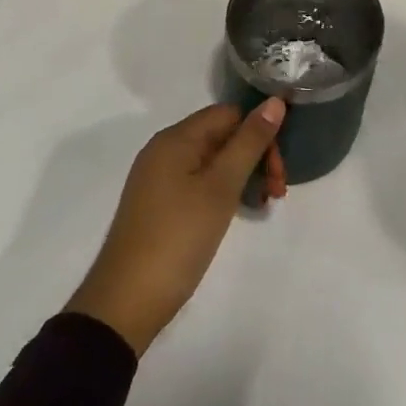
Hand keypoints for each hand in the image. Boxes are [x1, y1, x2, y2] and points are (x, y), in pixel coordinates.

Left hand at [67, 99, 285, 353]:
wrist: (125, 304)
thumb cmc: (178, 237)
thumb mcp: (221, 187)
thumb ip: (250, 141)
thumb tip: (275, 100)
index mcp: (176, 138)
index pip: (230, 114)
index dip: (260, 133)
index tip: (279, 169)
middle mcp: (165, 150)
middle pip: (223, 136)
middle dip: (256, 157)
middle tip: (277, 192)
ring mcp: (160, 179)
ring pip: (214, 162)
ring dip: (243, 176)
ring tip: (263, 205)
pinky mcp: (159, 205)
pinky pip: (200, 182)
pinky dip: (223, 192)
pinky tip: (238, 213)